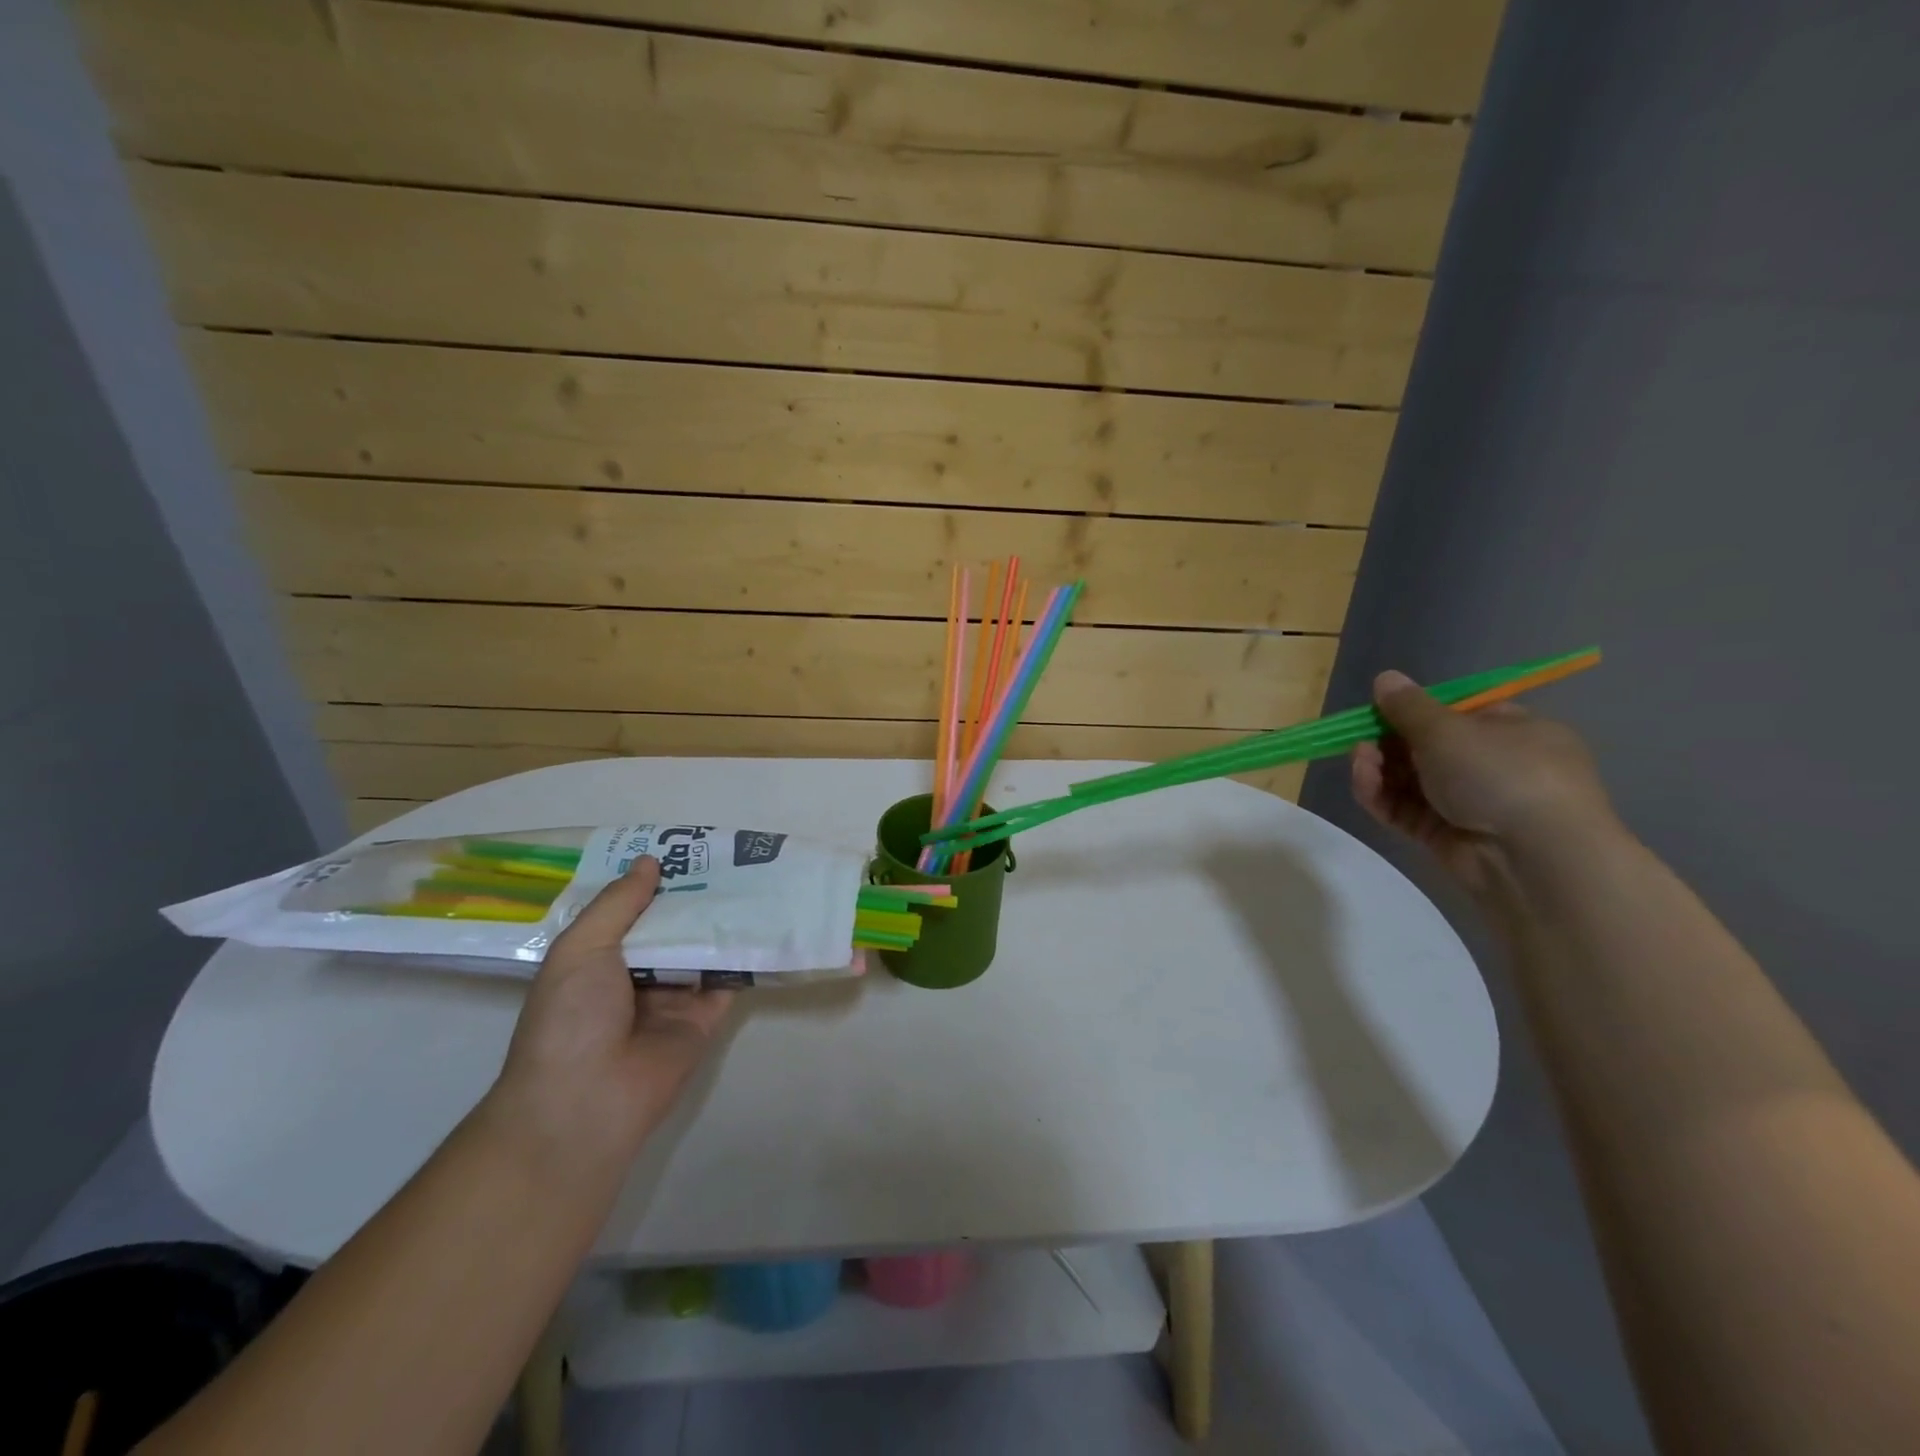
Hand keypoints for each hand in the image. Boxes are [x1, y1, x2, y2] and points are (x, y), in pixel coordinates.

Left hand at [490, 857, 733, 1159]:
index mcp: (598, 958)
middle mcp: (636, 975)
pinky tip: (768, 921)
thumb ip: (619, 904)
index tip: (685, 847)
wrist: (585, 1103)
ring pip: (703, 948)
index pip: (631, 910)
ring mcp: (673, 997)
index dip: (654, 880)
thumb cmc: (570, 1019)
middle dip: (695, 896)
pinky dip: (746, 955)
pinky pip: (729, 980)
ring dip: (723, 920)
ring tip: (757, 877)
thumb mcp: (581, 949)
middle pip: (672, 926)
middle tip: (731, 856)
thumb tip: (650, 861)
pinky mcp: (706, 1019)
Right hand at [1351, 670, 1616, 891]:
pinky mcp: (1447, 836)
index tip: (1379, 712)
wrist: (1536, 858)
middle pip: (1426, 748)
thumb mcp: (1448, 729)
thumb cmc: (1501, 774)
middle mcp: (1494, 765)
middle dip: (1388, 742)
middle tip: (1361, 741)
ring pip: (1411, 780)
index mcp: (1512, 730)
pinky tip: (1364, 784)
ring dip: (1379, 768)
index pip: (1456, 714)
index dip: (1414, 712)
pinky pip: (1407, 810)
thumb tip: (1385, 678)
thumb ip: (1408, 706)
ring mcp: (1470, 804)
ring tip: (1360, 762)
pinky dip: (1382, 796)